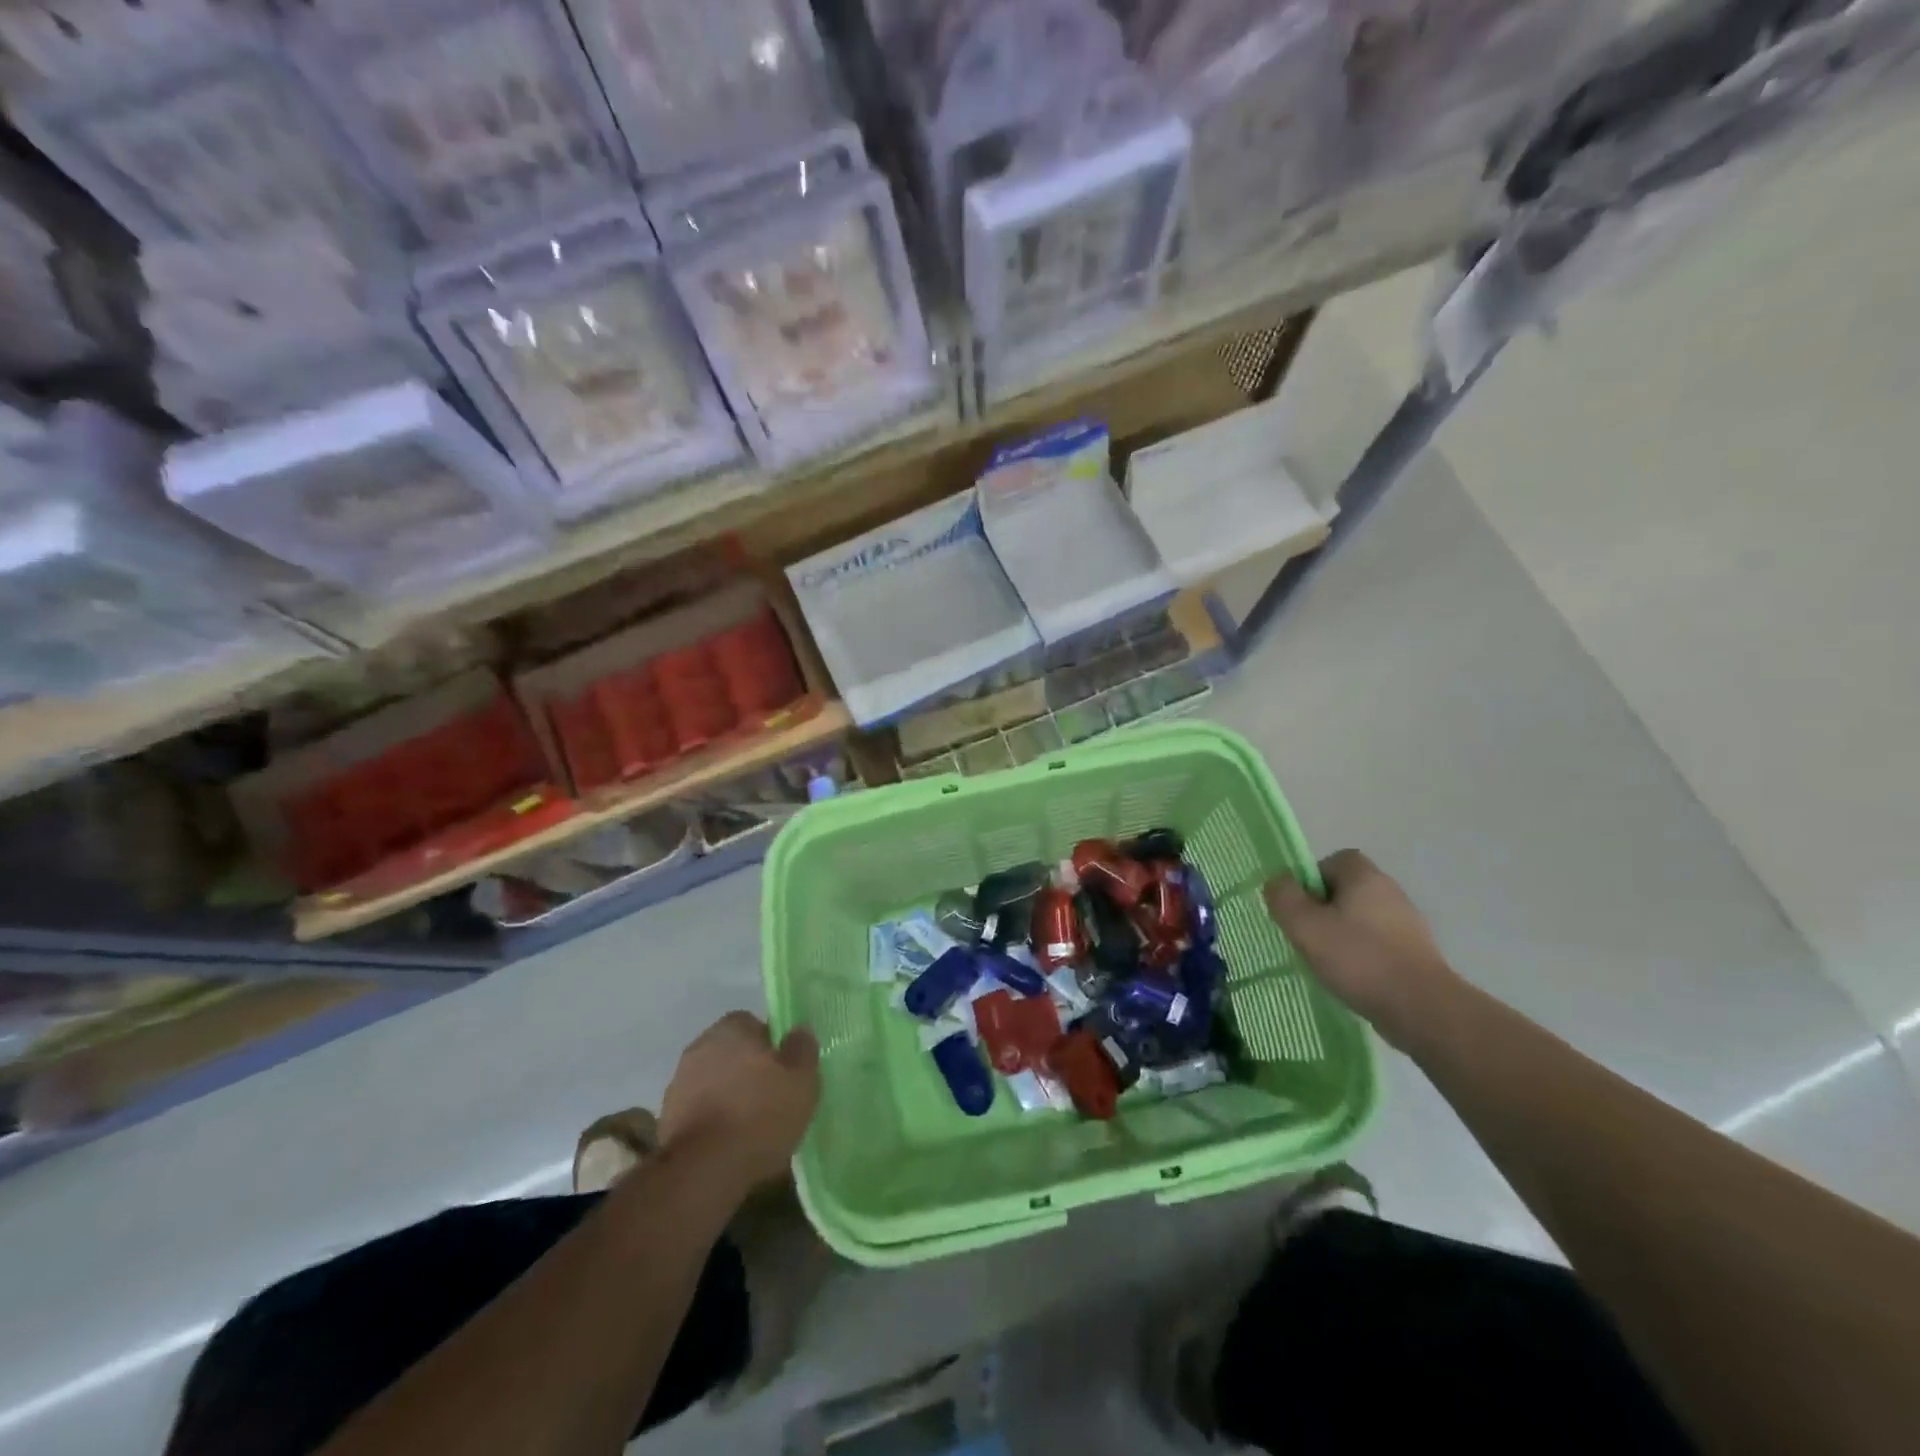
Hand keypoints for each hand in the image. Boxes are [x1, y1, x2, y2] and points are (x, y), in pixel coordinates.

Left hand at [660, 1012, 820, 1189]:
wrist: (704, 1170)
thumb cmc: (760, 1114)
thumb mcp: (802, 1079)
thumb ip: (802, 1049)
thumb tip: (798, 1032)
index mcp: (732, 1028)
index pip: (754, 1024)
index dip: (771, 1046)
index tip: (784, 1072)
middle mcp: (700, 1046)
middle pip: (731, 1053)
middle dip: (747, 1071)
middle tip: (770, 1098)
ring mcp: (679, 1083)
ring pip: (713, 1082)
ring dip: (727, 1096)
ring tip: (750, 1128)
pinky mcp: (667, 1119)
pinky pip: (698, 1111)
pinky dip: (712, 1121)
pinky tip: (729, 1145)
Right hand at [1265, 851, 1460, 1050]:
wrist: (1422, 1009)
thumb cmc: (1359, 959)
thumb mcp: (1305, 925)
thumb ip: (1284, 898)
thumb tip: (1277, 881)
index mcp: (1365, 877)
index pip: (1333, 861)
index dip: (1311, 879)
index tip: (1299, 907)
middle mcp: (1390, 892)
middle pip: (1346, 890)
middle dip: (1323, 910)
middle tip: (1307, 935)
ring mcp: (1407, 924)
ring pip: (1361, 918)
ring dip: (1341, 934)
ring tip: (1327, 961)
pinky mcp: (1416, 953)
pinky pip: (1377, 943)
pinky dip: (1361, 955)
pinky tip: (1352, 978)